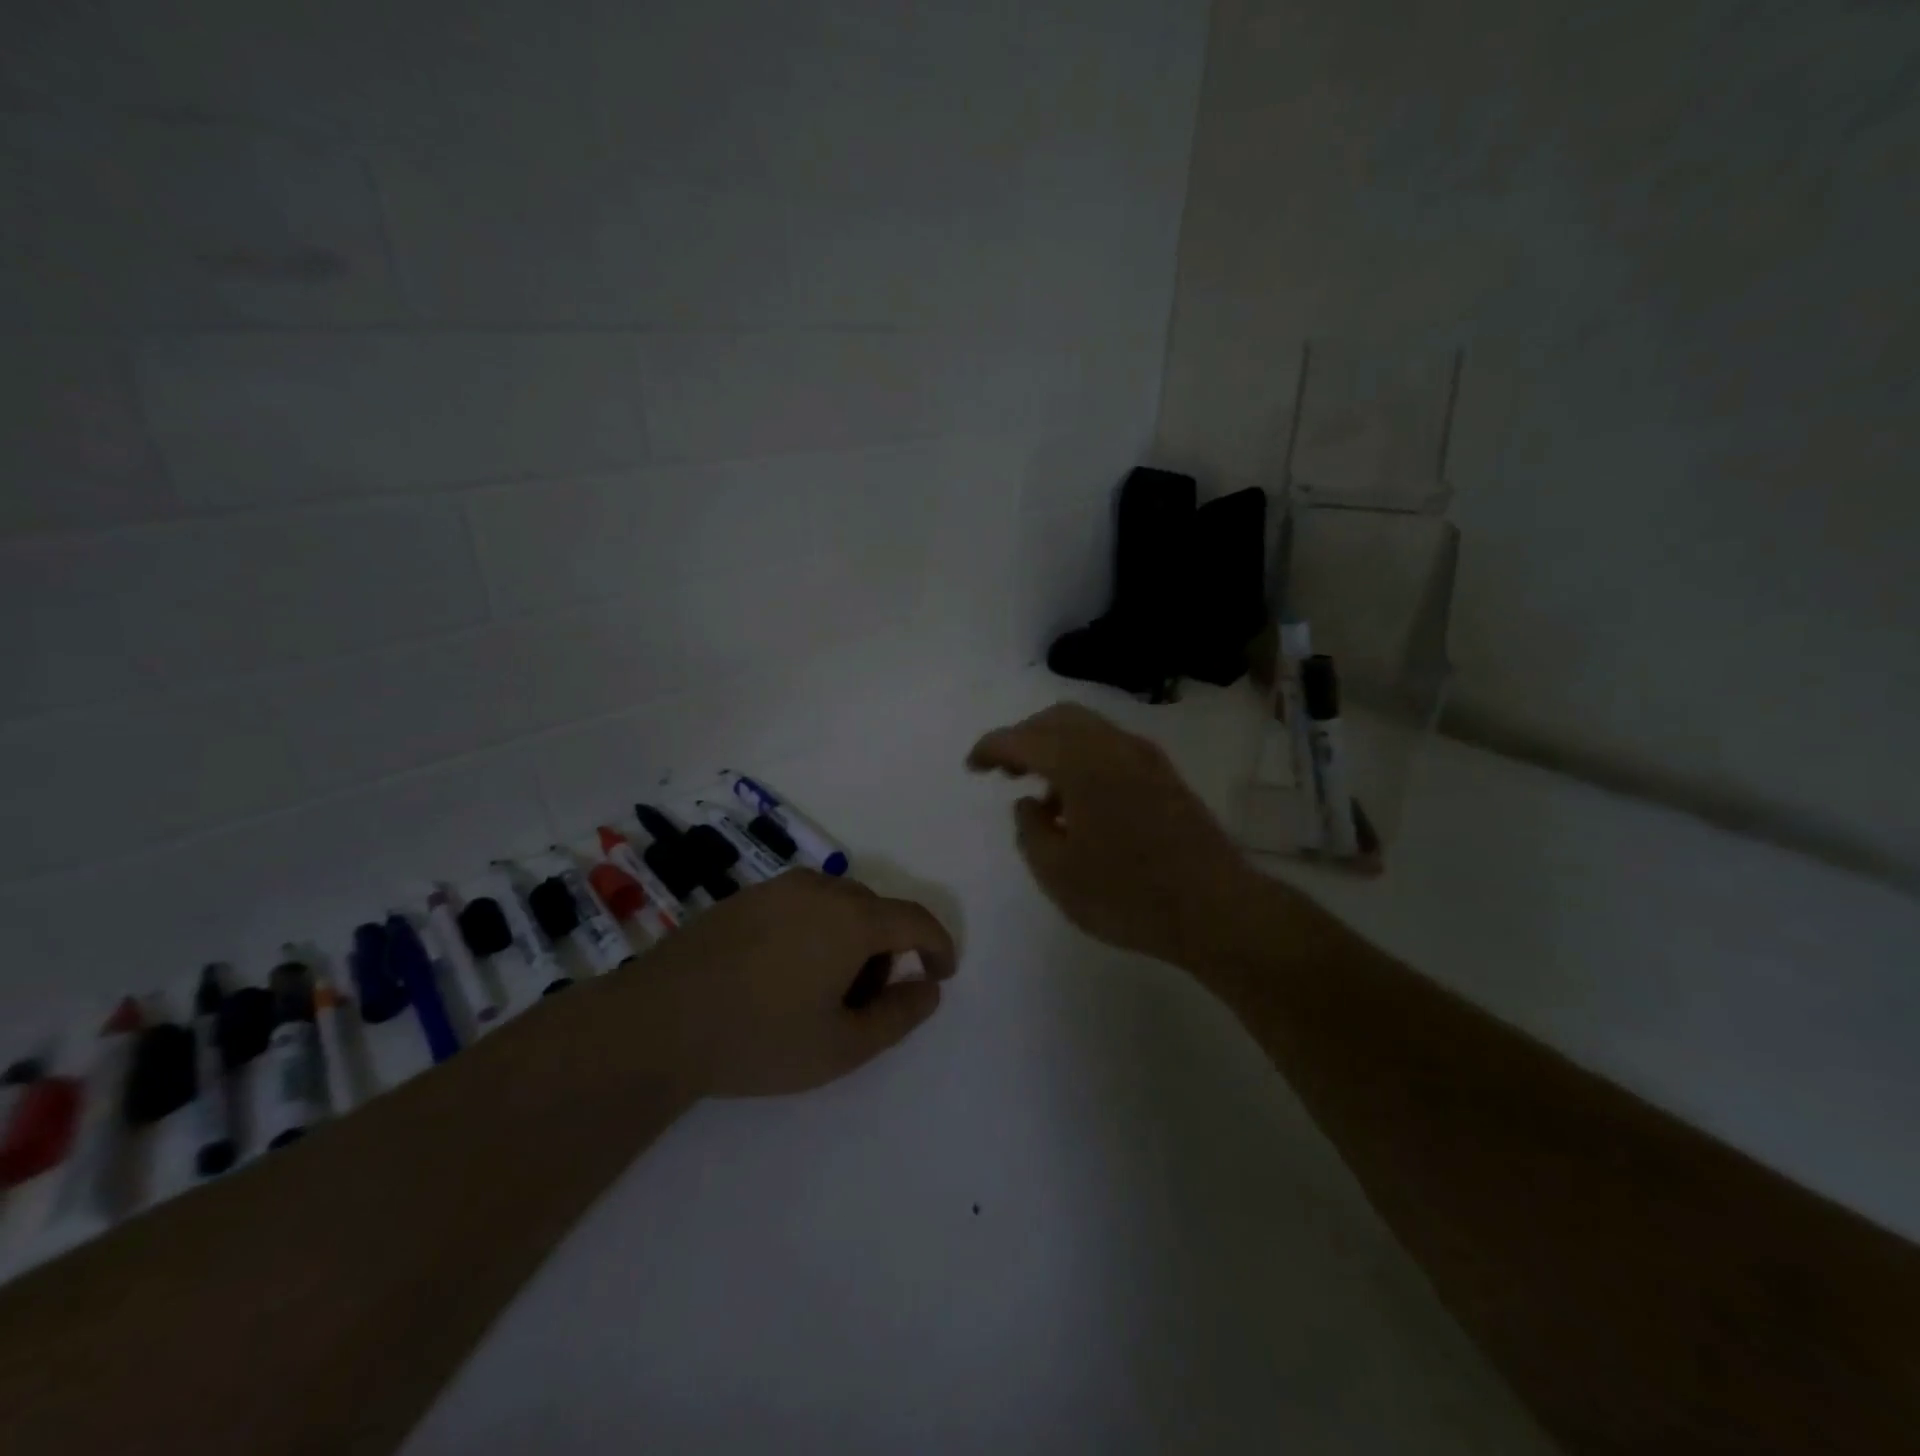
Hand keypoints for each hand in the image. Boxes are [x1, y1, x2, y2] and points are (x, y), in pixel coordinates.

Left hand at [644, 870, 955, 1097]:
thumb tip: (929, 988)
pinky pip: (801, 904)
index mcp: (852, 918)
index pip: (915, 920)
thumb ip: (899, 1016)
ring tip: (822, 991)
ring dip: (850, 939)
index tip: (942, 974)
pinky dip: (816, 930)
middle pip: (876, 911)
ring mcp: (777, 888)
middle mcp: (820, 889)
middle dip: (887, 951)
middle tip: (867, 1002)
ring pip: (838, 905)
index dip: (938, 945)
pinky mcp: (745, 897)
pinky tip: (782, 974)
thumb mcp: (842, 1046)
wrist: (657, 1022)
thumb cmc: (760, 1038)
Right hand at [967, 702, 1263, 967]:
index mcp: (1081, 763)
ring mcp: (1145, 757)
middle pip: (1058, 719)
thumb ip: (1030, 831)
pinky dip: (1083, 759)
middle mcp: (1113, 746)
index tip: (972, 766)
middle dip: (1024, 737)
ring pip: (1088, 729)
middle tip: (1004, 770)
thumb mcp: (1058, 873)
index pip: (1024, 738)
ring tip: (1042, 795)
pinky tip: (1080, 803)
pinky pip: (1111, 748)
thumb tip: (1028, 803)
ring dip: (1055, 747)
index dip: (991, 747)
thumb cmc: (1127, 894)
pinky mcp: (1164, 775)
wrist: (1216, 909)